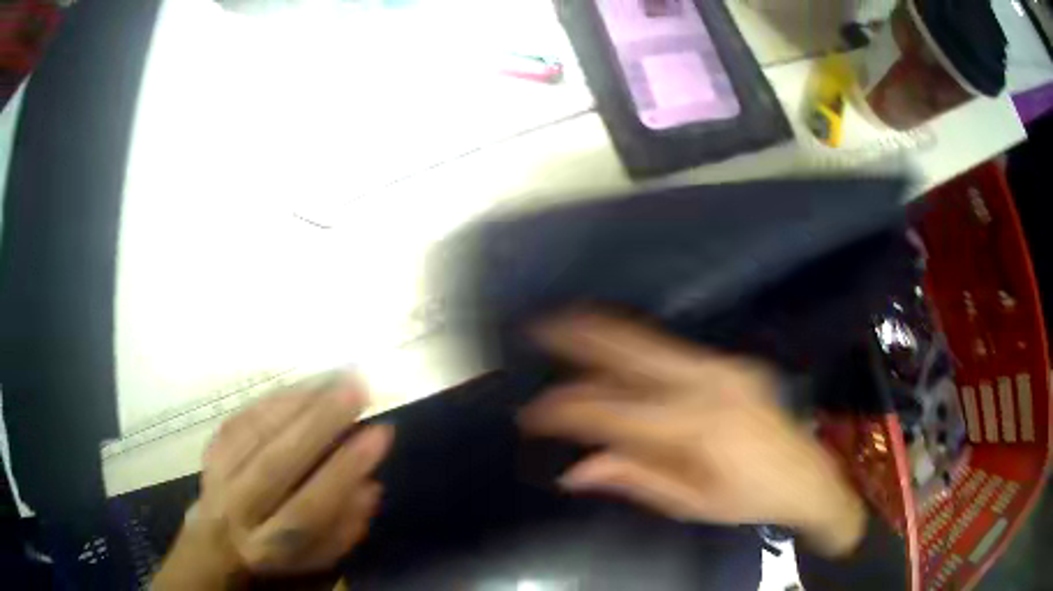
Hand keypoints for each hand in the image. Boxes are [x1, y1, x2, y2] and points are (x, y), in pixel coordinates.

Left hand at [152, 374, 393, 589]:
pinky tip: (306, 384)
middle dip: (319, 424)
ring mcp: (219, 474)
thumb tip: (370, 485)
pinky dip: (276, 397)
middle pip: (276, 463)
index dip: (344, 471)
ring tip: (338, 378)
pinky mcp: (211, 446)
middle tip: (357, 389)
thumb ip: (345, 528)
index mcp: (269, 546)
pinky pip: (244, 416)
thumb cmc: (279, 551)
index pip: (309, 508)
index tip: (380, 433)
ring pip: (256, 432)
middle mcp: (238, 509)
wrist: (218, 537)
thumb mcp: (319, 557)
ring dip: (300, 401)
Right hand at [519, 313, 866, 557]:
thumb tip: (576, 470)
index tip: (533, 412)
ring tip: (566, 319)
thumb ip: (635, 479)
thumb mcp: (691, 504)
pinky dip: (635, 344)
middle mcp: (709, 385)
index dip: (569, 410)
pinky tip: (614, 342)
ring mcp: (724, 367)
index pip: (616, 413)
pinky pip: (672, 350)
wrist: (808, 477)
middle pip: (632, 356)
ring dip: (605, 331)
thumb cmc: (749, 500)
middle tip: (540, 327)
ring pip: (651, 343)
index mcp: (697, 429)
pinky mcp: (732, 363)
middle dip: (582, 339)